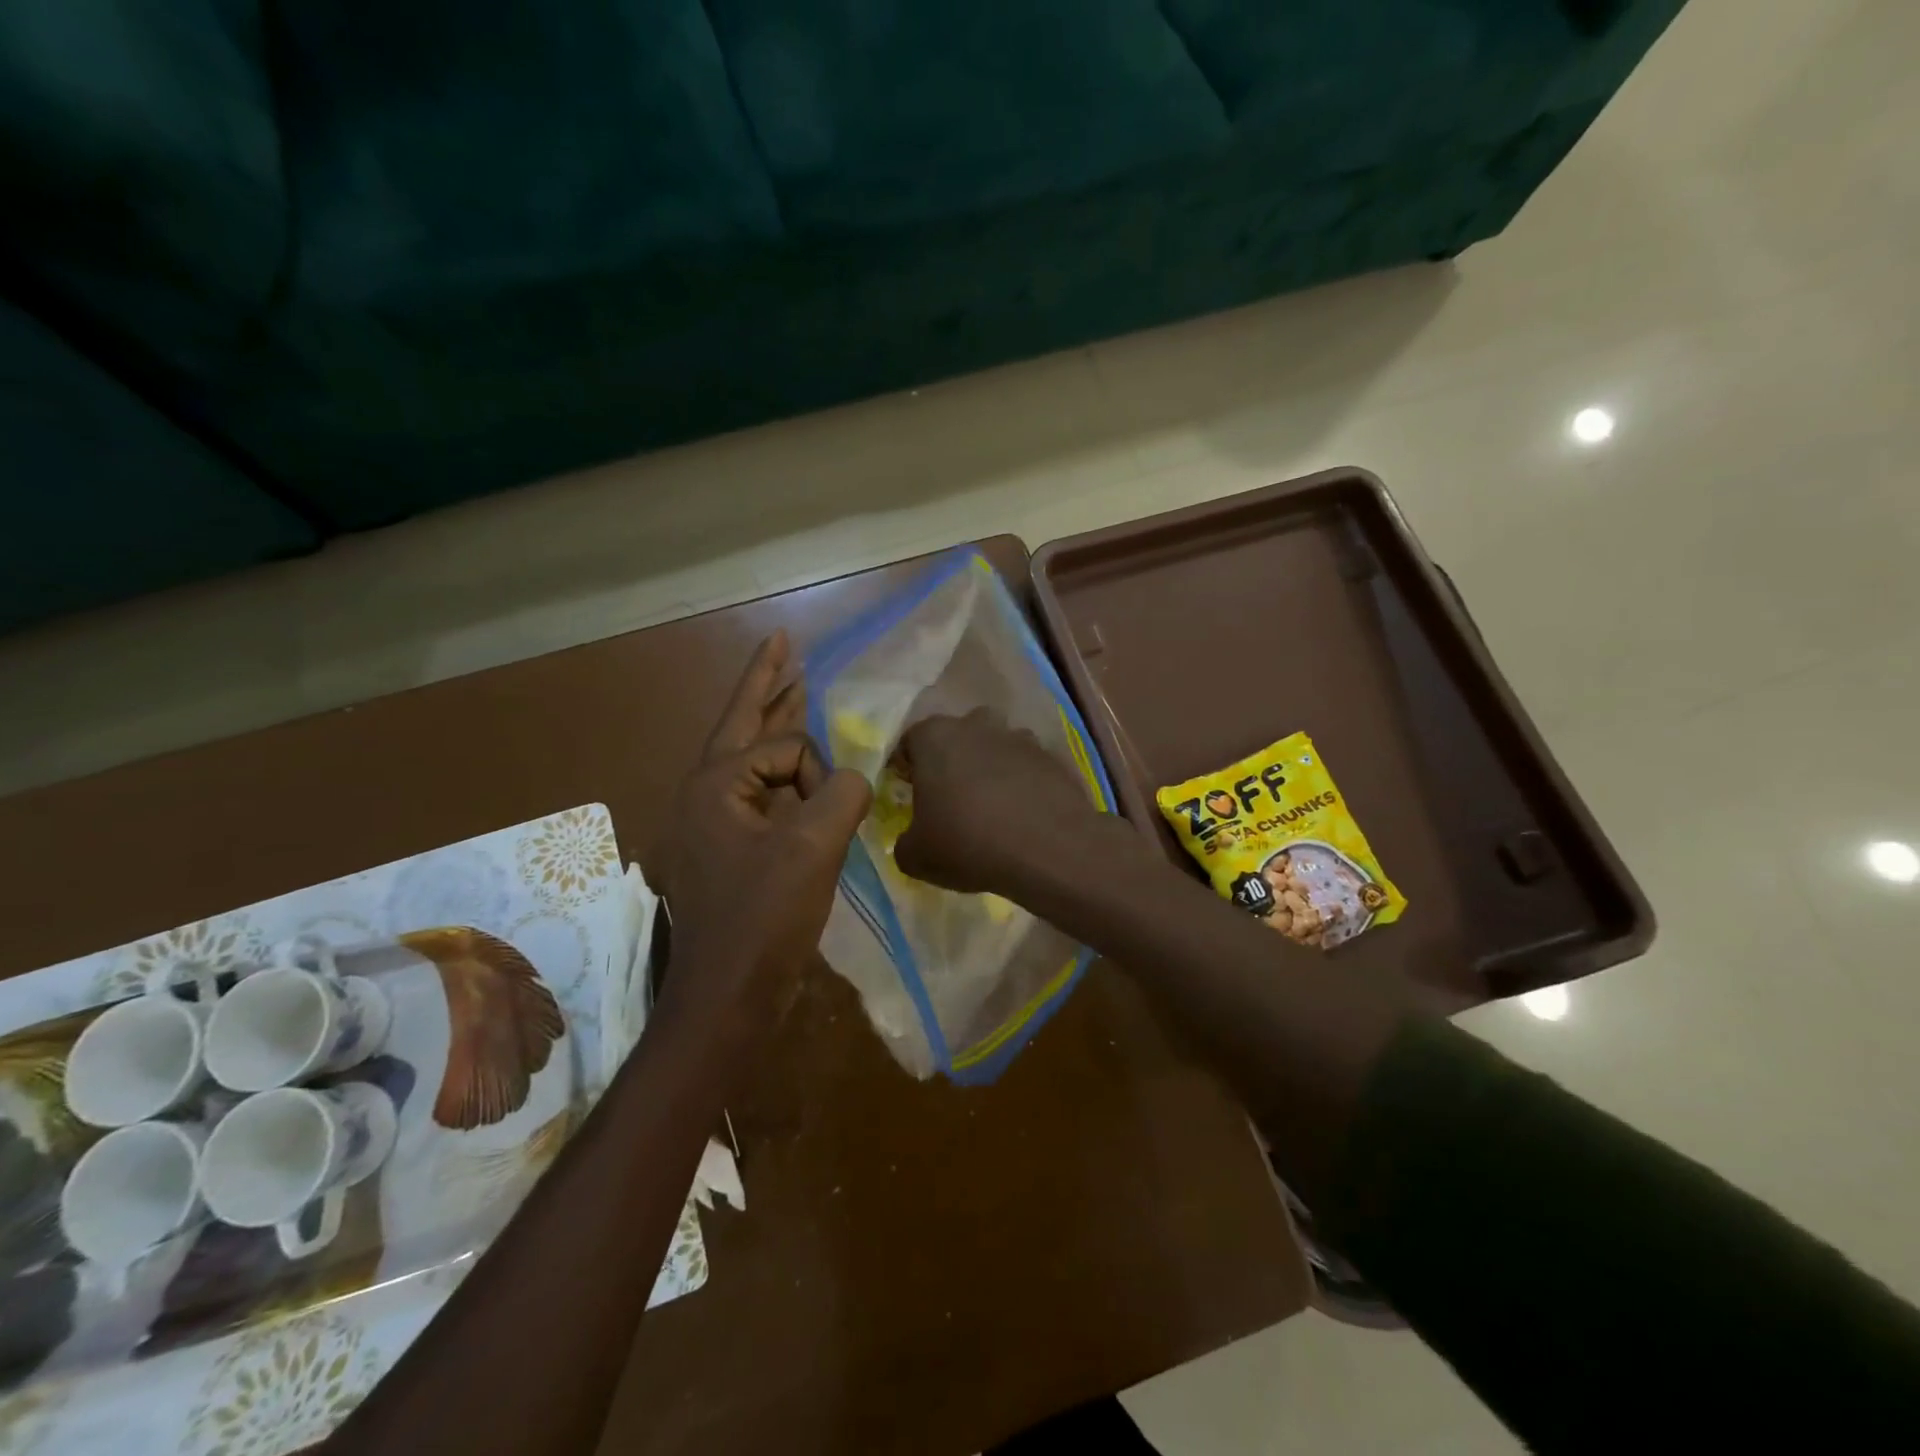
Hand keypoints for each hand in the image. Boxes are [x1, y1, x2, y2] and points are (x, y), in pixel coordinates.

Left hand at [651, 632, 870, 1040]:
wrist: (728, 996)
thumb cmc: (763, 919)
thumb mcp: (812, 849)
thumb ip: (842, 795)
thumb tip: (854, 779)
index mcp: (714, 784)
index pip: (783, 746)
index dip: (817, 774)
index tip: (824, 820)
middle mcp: (705, 794)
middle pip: (741, 723)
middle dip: (768, 683)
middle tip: (783, 644)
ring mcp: (713, 823)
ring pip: (749, 759)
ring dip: (774, 726)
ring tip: (794, 688)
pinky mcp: (729, 850)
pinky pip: (759, 795)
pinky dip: (782, 776)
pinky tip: (800, 771)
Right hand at [893, 709, 1107, 894]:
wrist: (1048, 849)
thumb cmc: (968, 843)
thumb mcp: (915, 856)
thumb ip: (906, 841)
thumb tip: (914, 839)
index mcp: (935, 737)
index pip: (910, 743)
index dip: (907, 769)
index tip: (911, 794)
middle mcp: (976, 725)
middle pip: (957, 737)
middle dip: (952, 762)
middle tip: (950, 800)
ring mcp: (1019, 737)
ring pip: (995, 748)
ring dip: (990, 770)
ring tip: (992, 809)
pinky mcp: (1053, 757)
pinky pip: (1028, 768)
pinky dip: (1023, 785)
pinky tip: (1023, 817)